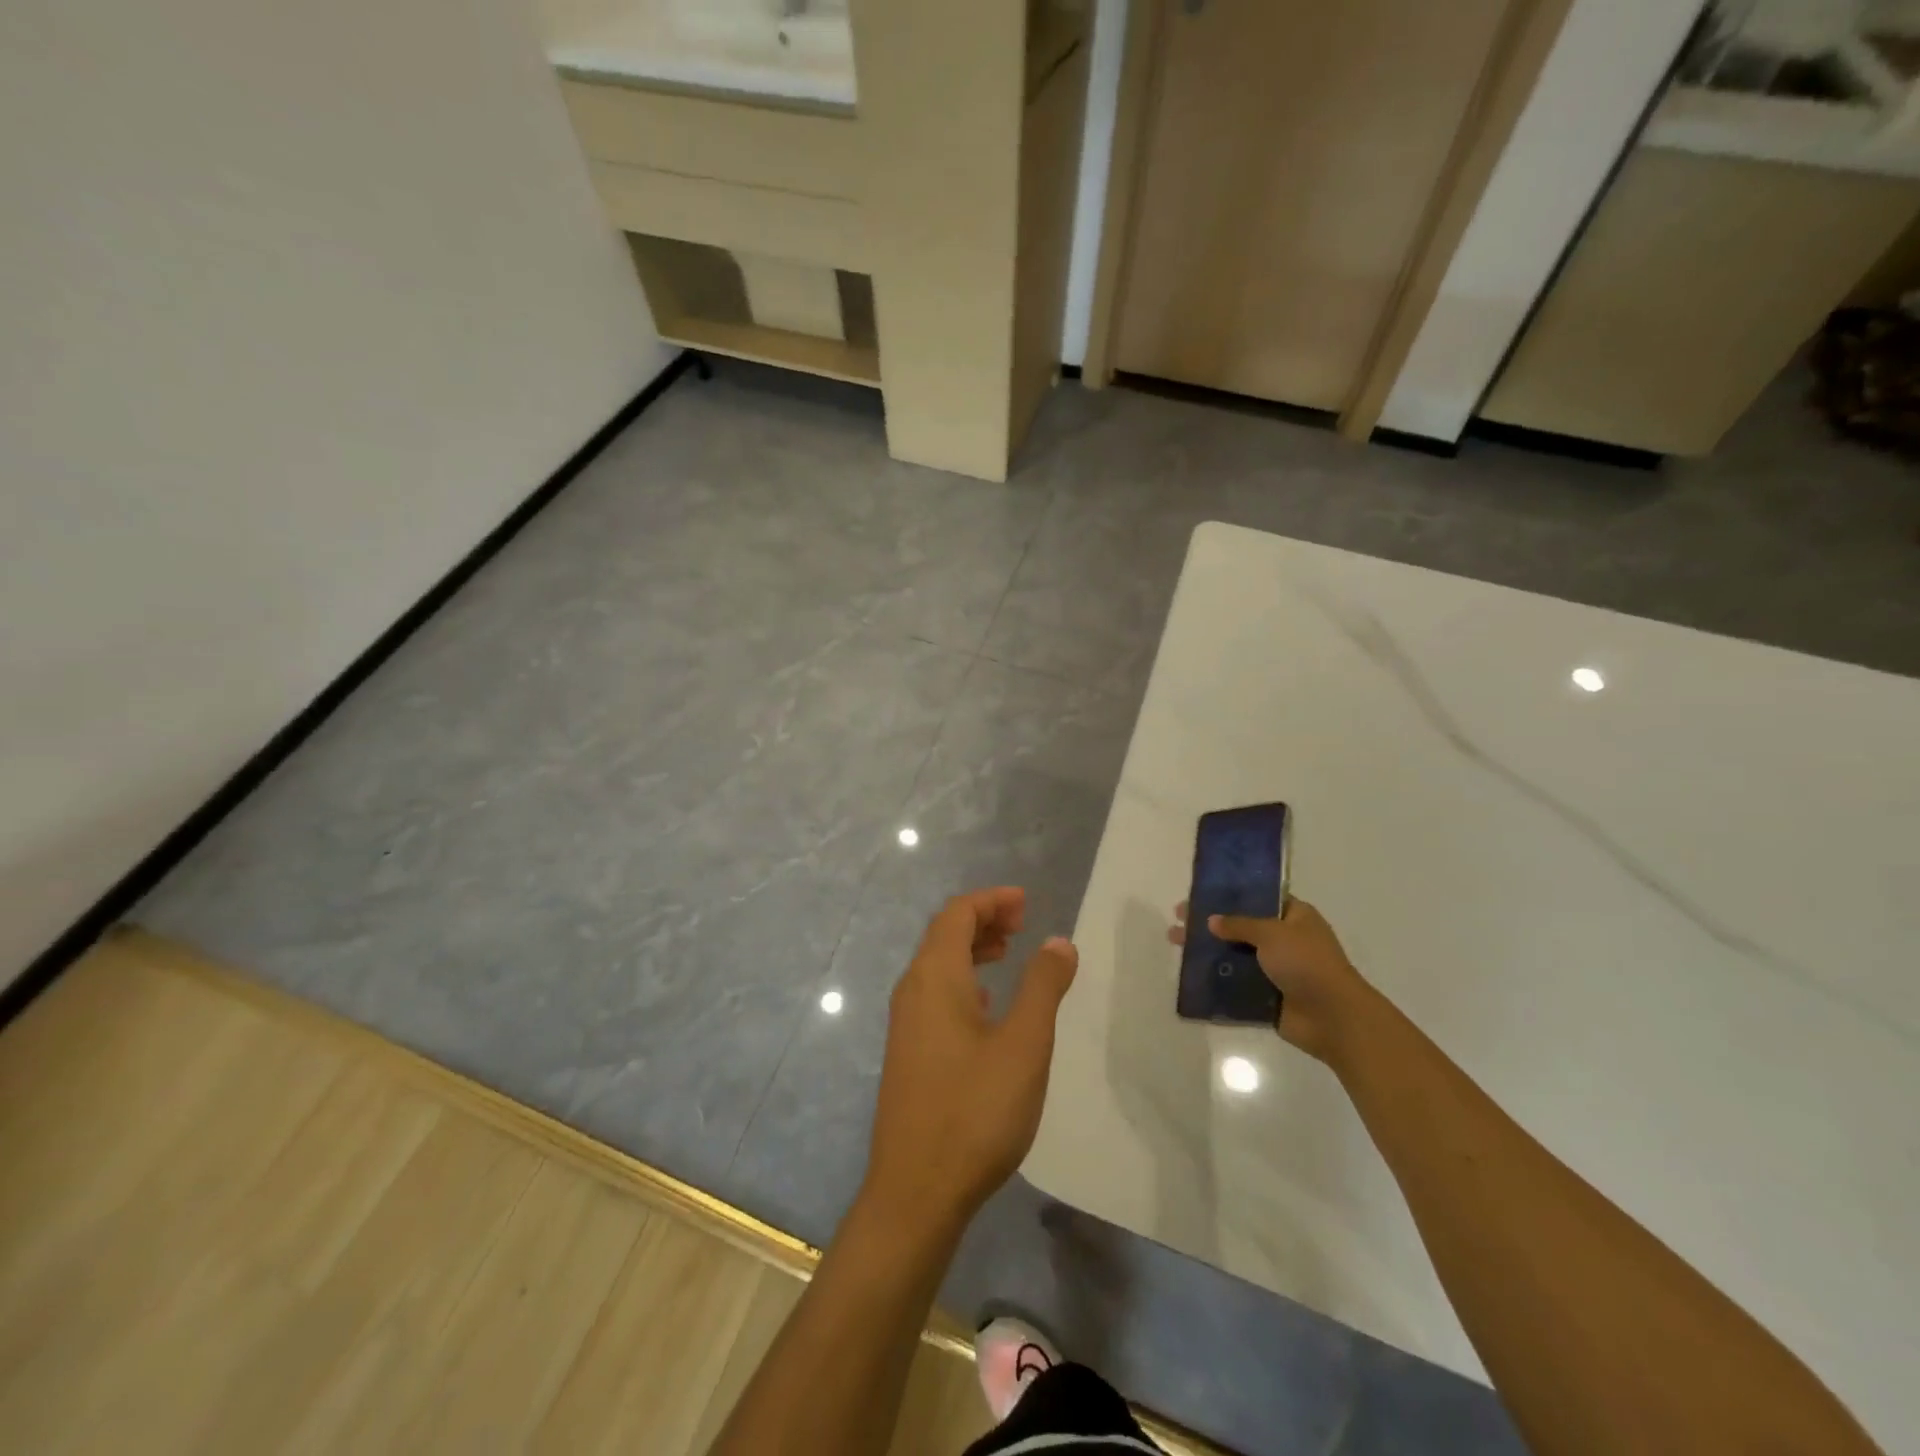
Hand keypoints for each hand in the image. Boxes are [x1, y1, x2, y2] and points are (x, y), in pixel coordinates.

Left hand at [862, 888, 1078, 1232]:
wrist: (916, 1191)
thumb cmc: (974, 1110)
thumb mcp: (1024, 1045)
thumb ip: (1043, 987)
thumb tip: (1058, 941)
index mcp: (934, 977)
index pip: (957, 914)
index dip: (991, 900)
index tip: (1026, 903)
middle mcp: (912, 990)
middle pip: (943, 934)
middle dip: (982, 919)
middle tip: (1022, 924)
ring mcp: (905, 1023)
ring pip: (937, 965)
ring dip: (972, 949)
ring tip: (1009, 953)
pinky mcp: (907, 1052)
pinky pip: (934, 993)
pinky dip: (963, 980)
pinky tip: (987, 1005)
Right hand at [1168, 897, 1370, 1063]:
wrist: (1333, 1018)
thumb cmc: (1307, 963)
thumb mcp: (1272, 933)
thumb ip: (1239, 925)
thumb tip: (1211, 921)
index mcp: (1294, 917)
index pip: (1258, 899)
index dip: (1230, 895)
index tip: (1200, 893)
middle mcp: (1285, 940)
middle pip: (1241, 927)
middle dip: (1210, 923)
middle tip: (1179, 919)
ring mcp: (1276, 970)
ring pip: (1235, 955)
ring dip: (1208, 951)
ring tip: (1175, 944)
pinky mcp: (1267, 996)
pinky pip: (1236, 984)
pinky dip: (1216, 980)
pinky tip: (1189, 973)